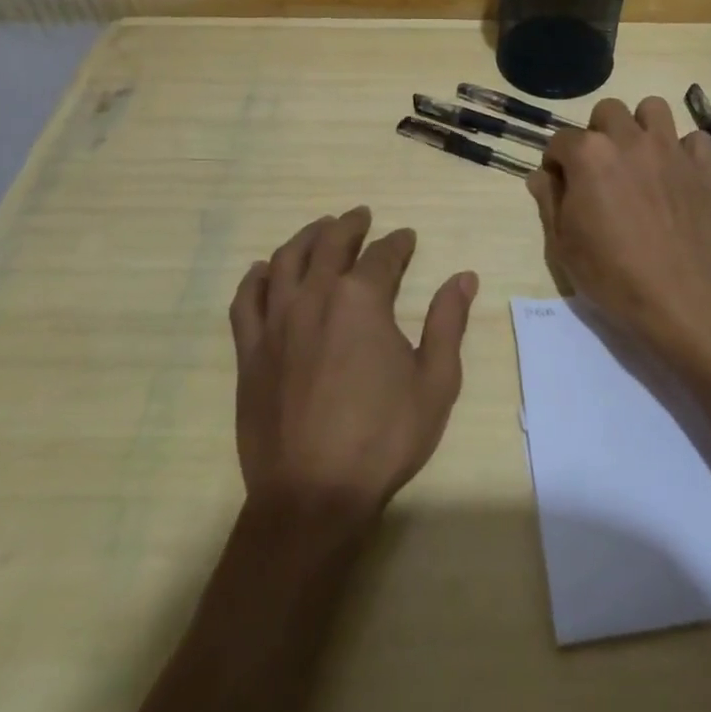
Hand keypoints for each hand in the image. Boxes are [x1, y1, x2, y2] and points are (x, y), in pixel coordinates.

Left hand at [229, 206, 476, 518]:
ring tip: (319, 230)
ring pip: (285, 261)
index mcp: (361, 300)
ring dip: (305, 238)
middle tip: (360, 216)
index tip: (406, 237)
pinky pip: (246, 300)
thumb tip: (464, 277)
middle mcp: (314, 297)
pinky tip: (264, 270)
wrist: (312, 495)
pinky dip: (256, 278)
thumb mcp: (435, 382)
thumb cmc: (382, 438)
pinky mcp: (250, 352)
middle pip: (329, 244)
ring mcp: (276, 323)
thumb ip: (448, 323)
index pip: (382, 255)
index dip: (398, 243)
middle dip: (348, 226)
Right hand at [527, 97, 710, 363]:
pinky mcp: (704, 167)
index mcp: (589, 154)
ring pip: (653, 108)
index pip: (561, 140)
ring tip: (640, 158)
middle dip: (598, 133)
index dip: (556, 163)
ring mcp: (670, 149)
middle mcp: (629, 139)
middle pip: (606, 111)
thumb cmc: (610, 274)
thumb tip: (541, 176)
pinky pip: (696, 139)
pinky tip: (678, 173)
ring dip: (641, 127)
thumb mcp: (562, 244)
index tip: (561, 185)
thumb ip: (549, 200)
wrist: (677, 297)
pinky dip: (685, 150)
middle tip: (601, 169)